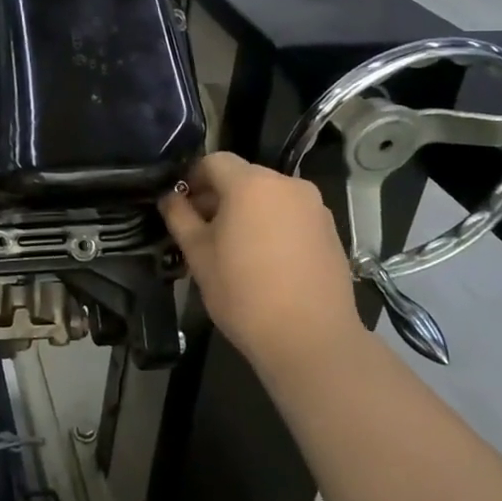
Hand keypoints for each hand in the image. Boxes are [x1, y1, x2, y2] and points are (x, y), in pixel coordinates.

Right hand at [160, 153, 362, 373]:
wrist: (311, 340)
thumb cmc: (244, 293)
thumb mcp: (198, 254)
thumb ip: (179, 217)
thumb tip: (170, 197)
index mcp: (251, 183)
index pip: (214, 161)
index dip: (193, 178)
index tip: (182, 205)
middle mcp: (286, 184)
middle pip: (244, 176)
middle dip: (220, 195)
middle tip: (202, 229)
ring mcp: (314, 207)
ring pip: (269, 196)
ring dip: (248, 210)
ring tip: (235, 247)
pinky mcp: (331, 230)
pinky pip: (292, 215)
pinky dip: (274, 224)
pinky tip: (265, 260)